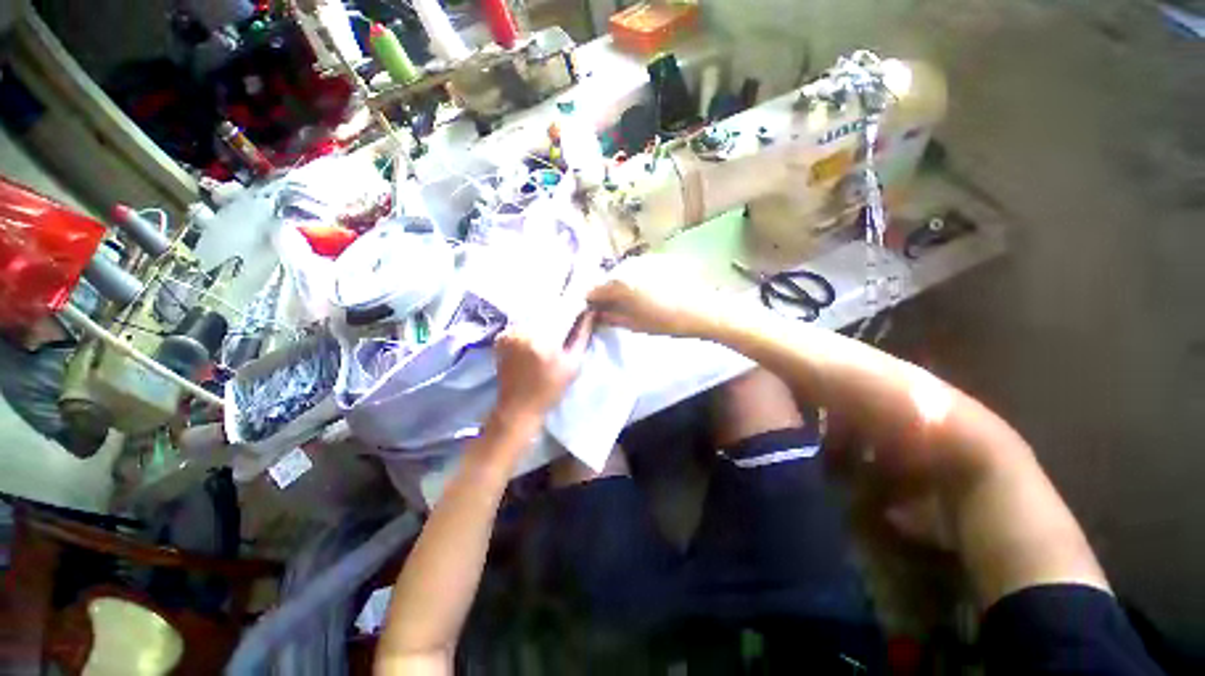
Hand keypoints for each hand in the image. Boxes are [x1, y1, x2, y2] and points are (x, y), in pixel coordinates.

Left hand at [493, 312, 594, 422]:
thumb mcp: (573, 364)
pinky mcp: (502, 337)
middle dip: (560, 315)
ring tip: (551, 337)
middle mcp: (524, 330)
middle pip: (548, 311)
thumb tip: (589, 313)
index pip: (564, 310)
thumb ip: (581, 336)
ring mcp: (510, 332)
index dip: (575, 308)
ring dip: (545, 321)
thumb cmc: (550, 389)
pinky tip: (535, 342)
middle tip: (567, 327)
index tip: (583, 310)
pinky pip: (523, 324)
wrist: (517, 407)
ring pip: (535, 316)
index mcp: (544, 339)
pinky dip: (531, 328)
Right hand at [586, 256, 725, 337]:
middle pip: (609, 281)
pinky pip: (638, 271)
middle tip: (611, 308)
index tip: (592, 310)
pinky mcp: (658, 261)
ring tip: (630, 302)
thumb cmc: (666, 321)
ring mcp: (644, 262)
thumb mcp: (635, 324)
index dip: (591, 301)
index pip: (595, 291)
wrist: (702, 310)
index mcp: (620, 285)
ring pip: (624, 274)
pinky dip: (635, 281)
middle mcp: (628, 268)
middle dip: (607, 294)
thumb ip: (612, 317)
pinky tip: (646, 293)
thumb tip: (597, 313)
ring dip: (622, 287)